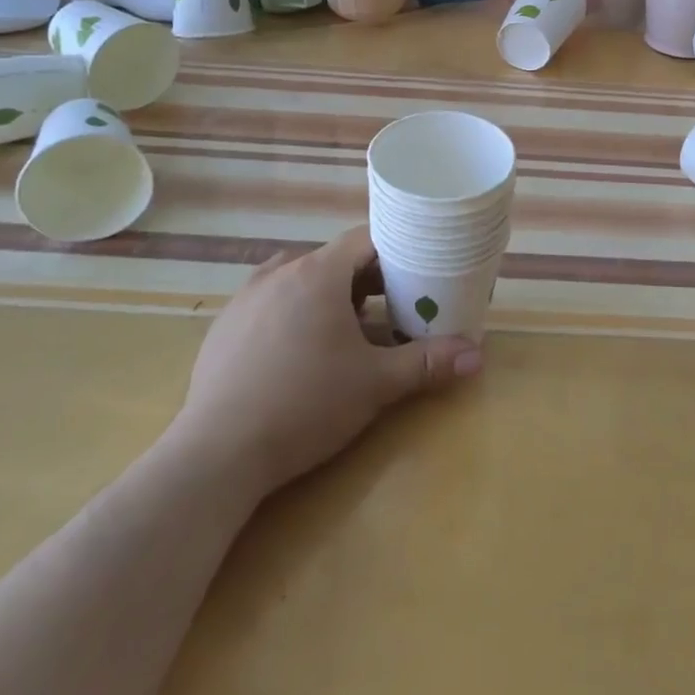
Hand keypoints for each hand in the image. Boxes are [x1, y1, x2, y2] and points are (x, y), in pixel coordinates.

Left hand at [169, 226, 482, 492]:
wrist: (217, 454)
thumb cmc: (305, 405)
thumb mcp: (375, 384)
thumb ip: (427, 363)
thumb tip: (477, 355)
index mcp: (318, 273)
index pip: (365, 240)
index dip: (395, 251)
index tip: (417, 270)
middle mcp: (280, 272)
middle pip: (333, 260)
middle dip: (366, 280)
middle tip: (393, 307)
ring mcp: (246, 298)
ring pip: (299, 279)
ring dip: (328, 295)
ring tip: (348, 329)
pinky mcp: (224, 326)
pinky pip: (269, 302)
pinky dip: (293, 312)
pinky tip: (299, 351)